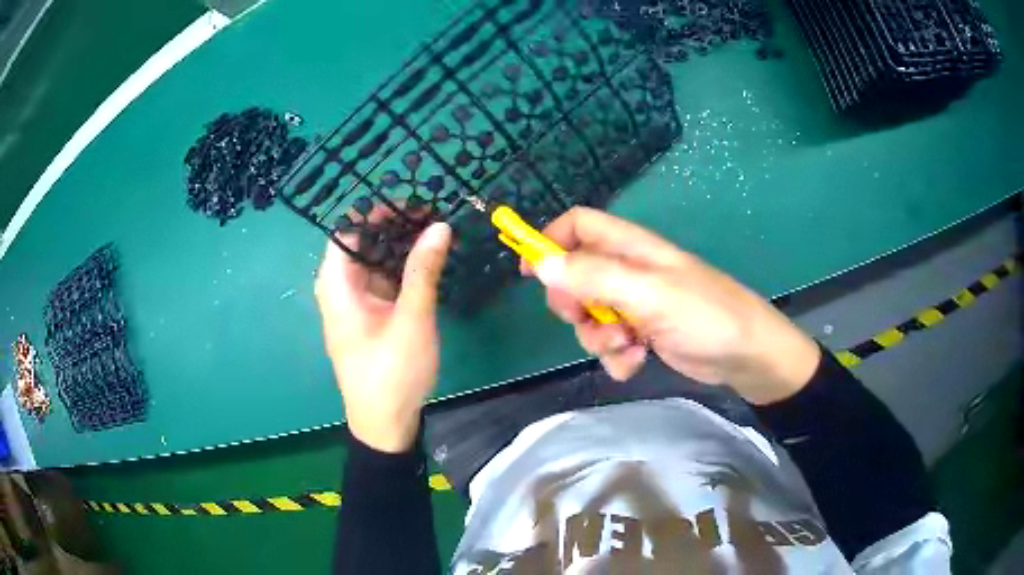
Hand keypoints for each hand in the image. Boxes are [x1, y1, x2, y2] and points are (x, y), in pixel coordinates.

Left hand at [315, 221, 451, 451]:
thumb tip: (439, 224)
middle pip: (361, 244)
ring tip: (434, 230)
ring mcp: (353, 304)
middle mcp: (338, 289)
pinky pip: (381, 282)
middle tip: (431, 212)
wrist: (384, 425)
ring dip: (400, 247)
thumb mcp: (412, 318)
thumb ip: (424, 270)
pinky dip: (401, 270)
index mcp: (336, 285)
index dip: (376, 211)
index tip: (412, 201)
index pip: (348, 230)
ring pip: (373, 263)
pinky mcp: (367, 318)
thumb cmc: (392, 372)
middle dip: (393, 226)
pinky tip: (427, 262)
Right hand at [527, 207, 819, 404]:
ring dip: (598, 337)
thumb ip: (594, 277)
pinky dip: (617, 356)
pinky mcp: (643, 333)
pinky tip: (637, 361)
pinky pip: (611, 342)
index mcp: (631, 247)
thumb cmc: (705, 314)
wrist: (746, 356)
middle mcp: (629, 271)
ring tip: (625, 346)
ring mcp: (636, 304)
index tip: (531, 272)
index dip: (551, 241)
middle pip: (575, 275)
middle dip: (573, 302)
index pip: (579, 225)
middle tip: (584, 318)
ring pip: (590, 315)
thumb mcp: (649, 293)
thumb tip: (541, 264)